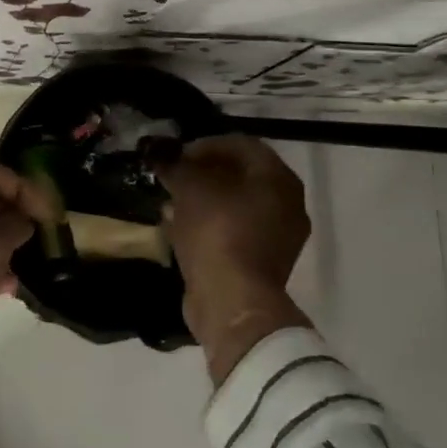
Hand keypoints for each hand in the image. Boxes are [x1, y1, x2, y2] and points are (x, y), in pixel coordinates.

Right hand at [159, 135, 313, 382]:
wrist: (232, 303)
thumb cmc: (217, 232)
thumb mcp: (189, 188)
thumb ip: (175, 164)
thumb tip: (159, 153)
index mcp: (279, 178)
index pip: (241, 145)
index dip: (205, 145)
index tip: (177, 155)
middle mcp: (287, 204)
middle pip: (240, 175)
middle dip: (203, 173)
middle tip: (174, 176)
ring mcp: (278, 238)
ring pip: (235, 206)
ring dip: (203, 200)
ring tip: (171, 202)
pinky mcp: (262, 264)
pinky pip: (233, 232)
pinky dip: (208, 226)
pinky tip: (178, 227)